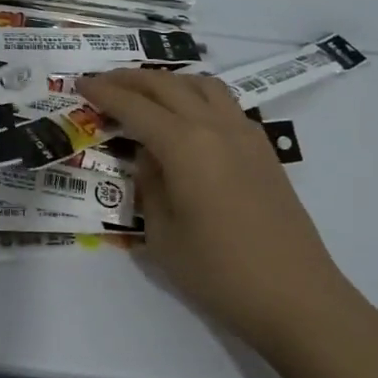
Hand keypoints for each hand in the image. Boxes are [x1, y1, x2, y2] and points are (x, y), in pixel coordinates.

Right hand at [77, 70, 354, 356]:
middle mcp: (215, 127)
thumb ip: (149, 186)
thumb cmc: (219, 272)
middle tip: (102, 82)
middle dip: (130, 79)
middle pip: (167, 85)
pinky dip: (196, 96)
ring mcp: (245, 134)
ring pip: (201, 85)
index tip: (80, 84)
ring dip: (167, 82)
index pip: (134, 106)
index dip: (104, 92)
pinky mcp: (264, 150)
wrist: (297, 298)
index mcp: (185, 145)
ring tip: (144, 93)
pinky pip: (224, 104)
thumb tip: (149, 159)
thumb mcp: (162, 234)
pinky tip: (186, 118)